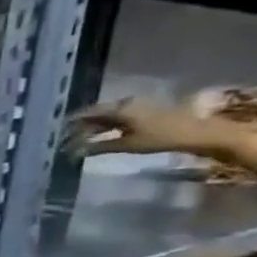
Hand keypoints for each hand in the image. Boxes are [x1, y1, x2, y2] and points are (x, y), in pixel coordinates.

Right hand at [66, 97, 213, 156]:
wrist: (199, 133)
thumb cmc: (161, 138)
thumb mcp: (127, 144)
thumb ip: (99, 147)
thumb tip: (75, 152)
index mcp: (119, 108)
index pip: (87, 114)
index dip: (71, 123)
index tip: (58, 131)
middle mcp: (126, 103)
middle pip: (96, 113)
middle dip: (81, 125)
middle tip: (67, 138)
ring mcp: (137, 106)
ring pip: (107, 115)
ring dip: (94, 126)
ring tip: (82, 138)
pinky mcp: (145, 112)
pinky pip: (118, 117)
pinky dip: (107, 126)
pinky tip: (102, 135)